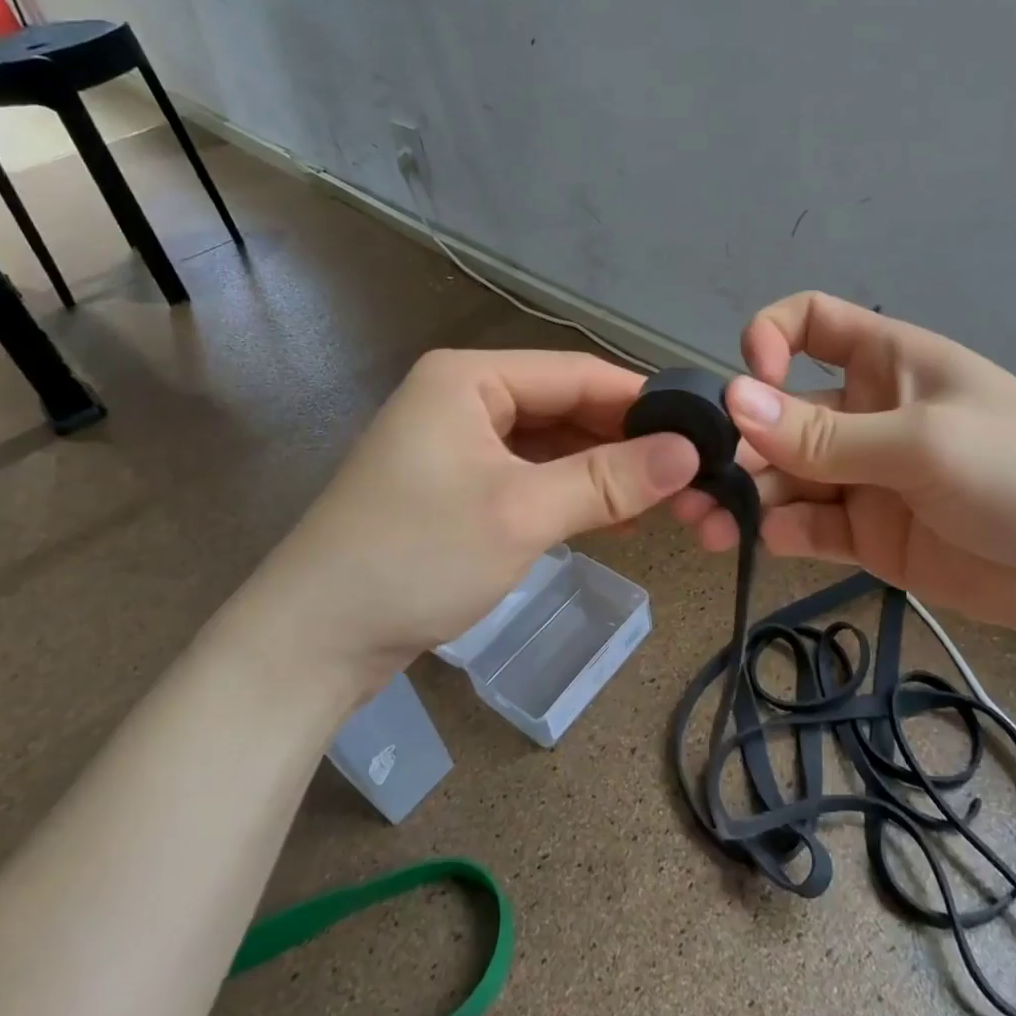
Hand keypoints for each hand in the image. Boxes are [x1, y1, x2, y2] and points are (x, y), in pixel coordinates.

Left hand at [225, 349, 698, 691]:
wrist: (312, 641)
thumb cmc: (416, 558)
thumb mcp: (522, 513)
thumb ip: (609, 479)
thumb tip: (690, 452)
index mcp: (470, 378)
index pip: (578, 374)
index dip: (643, 401)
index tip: (703, 430)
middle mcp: (463, 397)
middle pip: (566, 407)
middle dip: (626, 442)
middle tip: (691, 474)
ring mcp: (457, 443)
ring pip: (551, 444)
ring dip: (602, 471)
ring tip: (663, 499)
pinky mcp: (457, 486)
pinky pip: (530, 475)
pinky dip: (571, 493)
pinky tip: (613, 517)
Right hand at [671, 293, 1015, 650]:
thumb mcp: (921, 443)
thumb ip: (823, 434)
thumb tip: (732, 402)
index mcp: (884, 362)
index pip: (807, 324)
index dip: (767, 340)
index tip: (748, 382)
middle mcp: (864, 413)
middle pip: (779, 414)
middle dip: (736, 442)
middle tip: (691, 483)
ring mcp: (864, 477)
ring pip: (783, 476)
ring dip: (744, 494)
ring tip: (706, 524)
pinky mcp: (869, 535)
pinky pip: (809, 524)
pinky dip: (781, 530)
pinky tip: (767, 541)